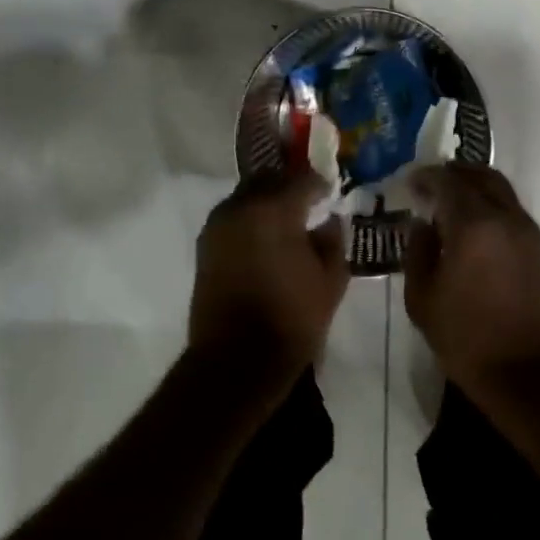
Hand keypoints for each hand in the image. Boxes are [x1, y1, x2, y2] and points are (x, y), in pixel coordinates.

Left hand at [190, 175, 349, 378]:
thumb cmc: (291, 319)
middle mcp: (241, 206)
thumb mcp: (331, 280)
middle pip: (270, 178)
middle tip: (308, 203)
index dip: (320, 185)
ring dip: (267, 200)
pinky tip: (265, 239)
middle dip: (290, 186)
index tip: (331, 194)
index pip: (303, 179)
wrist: (236, 360)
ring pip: (247, 195)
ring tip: (286, 222)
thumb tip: (329, 221)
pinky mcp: (205, 244)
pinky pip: (233, 216)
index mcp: (274, 209)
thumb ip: (333, 241)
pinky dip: (250, 218)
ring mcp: (218, 224)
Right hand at [403, 164, 539, 392]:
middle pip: (480, 176)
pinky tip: (474, 225)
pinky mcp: (539, 249)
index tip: (410, 182)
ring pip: (501, 190)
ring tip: (451, 200)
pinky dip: (491, 203)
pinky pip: (511, 209)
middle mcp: (505, 217)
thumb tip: (421, 225)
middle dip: (453, 173)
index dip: (426, 177)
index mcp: (473, 225)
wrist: (527, 374)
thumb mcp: (422, 298)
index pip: (447, 181)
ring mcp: (527, 231)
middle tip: (431, 183)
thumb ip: (417, 252)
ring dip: (475, 185)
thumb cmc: (466, 338)